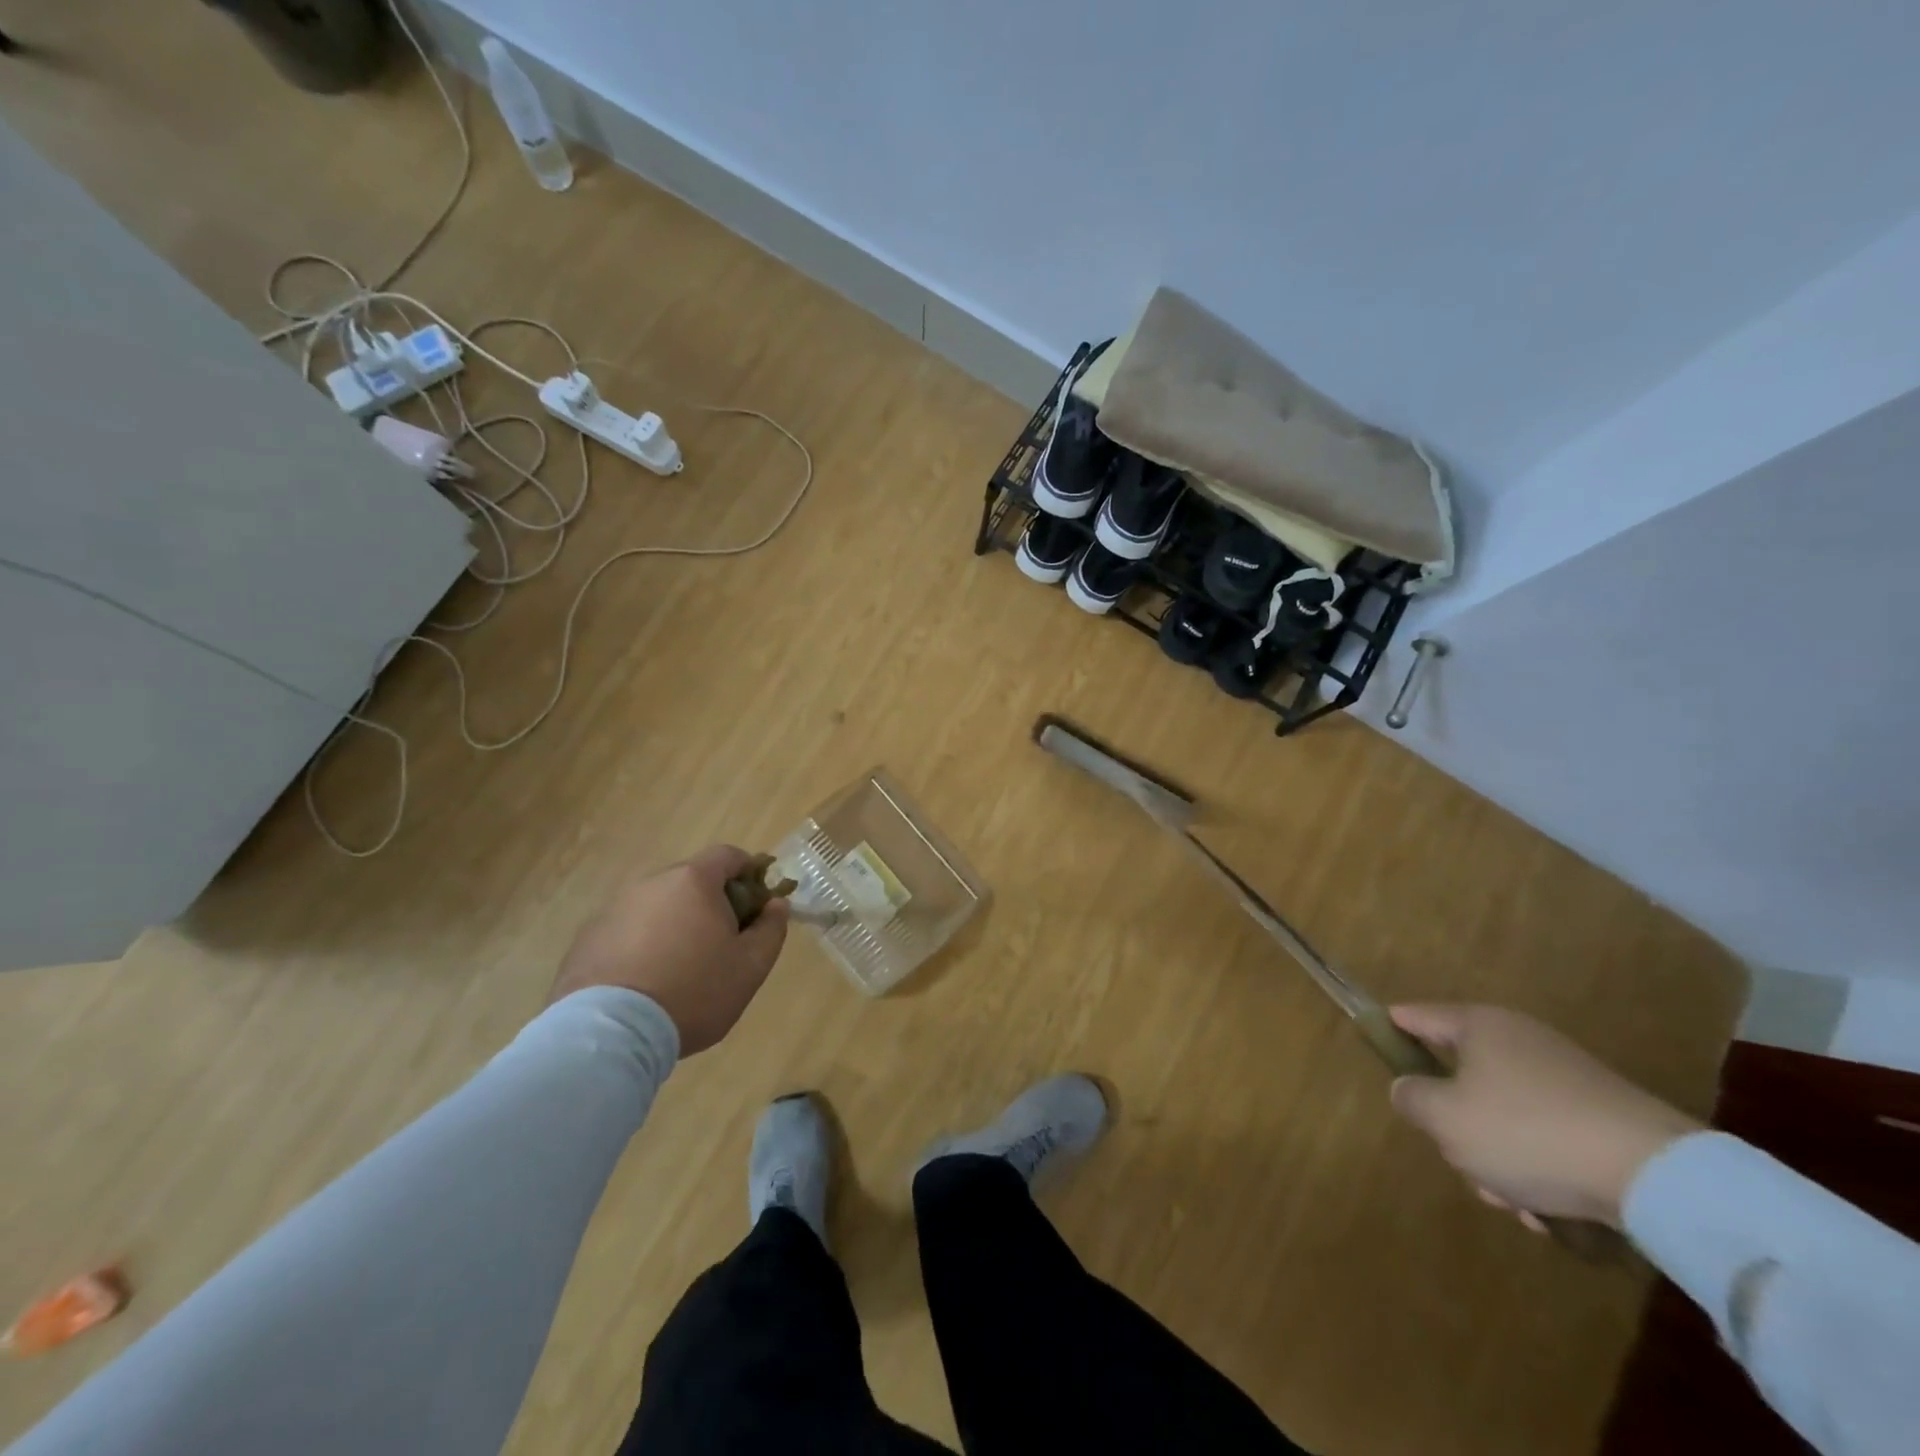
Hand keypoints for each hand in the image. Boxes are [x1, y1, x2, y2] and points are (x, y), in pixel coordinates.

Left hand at [549, 845, 788, 1055]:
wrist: (609, 1033)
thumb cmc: (693, 992)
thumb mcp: (751, 966)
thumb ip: (771, 929)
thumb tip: (776, 904)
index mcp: (693, 880)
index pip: (727, 855)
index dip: (748, 872)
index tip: (757, 902)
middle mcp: (651, 883)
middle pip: (690, 880)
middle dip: (711, 902)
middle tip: (722, 942)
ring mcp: (613, 908)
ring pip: (657, 905)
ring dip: (674, 923)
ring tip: (680, 968)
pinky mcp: (586, 938)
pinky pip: (627, 930)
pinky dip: (642, 944)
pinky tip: (646, 981)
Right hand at [1388, 1004, 1701, 1228]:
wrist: (1656, 1176)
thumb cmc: (1527, 1132)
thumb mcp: (1445, 1118)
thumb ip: (1411, 1097)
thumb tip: (1410, 1089)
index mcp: (1478, 1026)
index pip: (1416, 1016)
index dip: (1390, 1028)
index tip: (1375, 1044)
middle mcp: (1520, 1040)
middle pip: (1460, 1077)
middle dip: (1455, 1126)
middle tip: (1461, 1160)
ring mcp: (1565, 1079)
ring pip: (1503, 1115)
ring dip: (1497, 1159)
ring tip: (1515, 1201)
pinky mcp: (1602, 1118)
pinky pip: (1546, 1137)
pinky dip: (1538, 1169)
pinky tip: (1549, 1210)